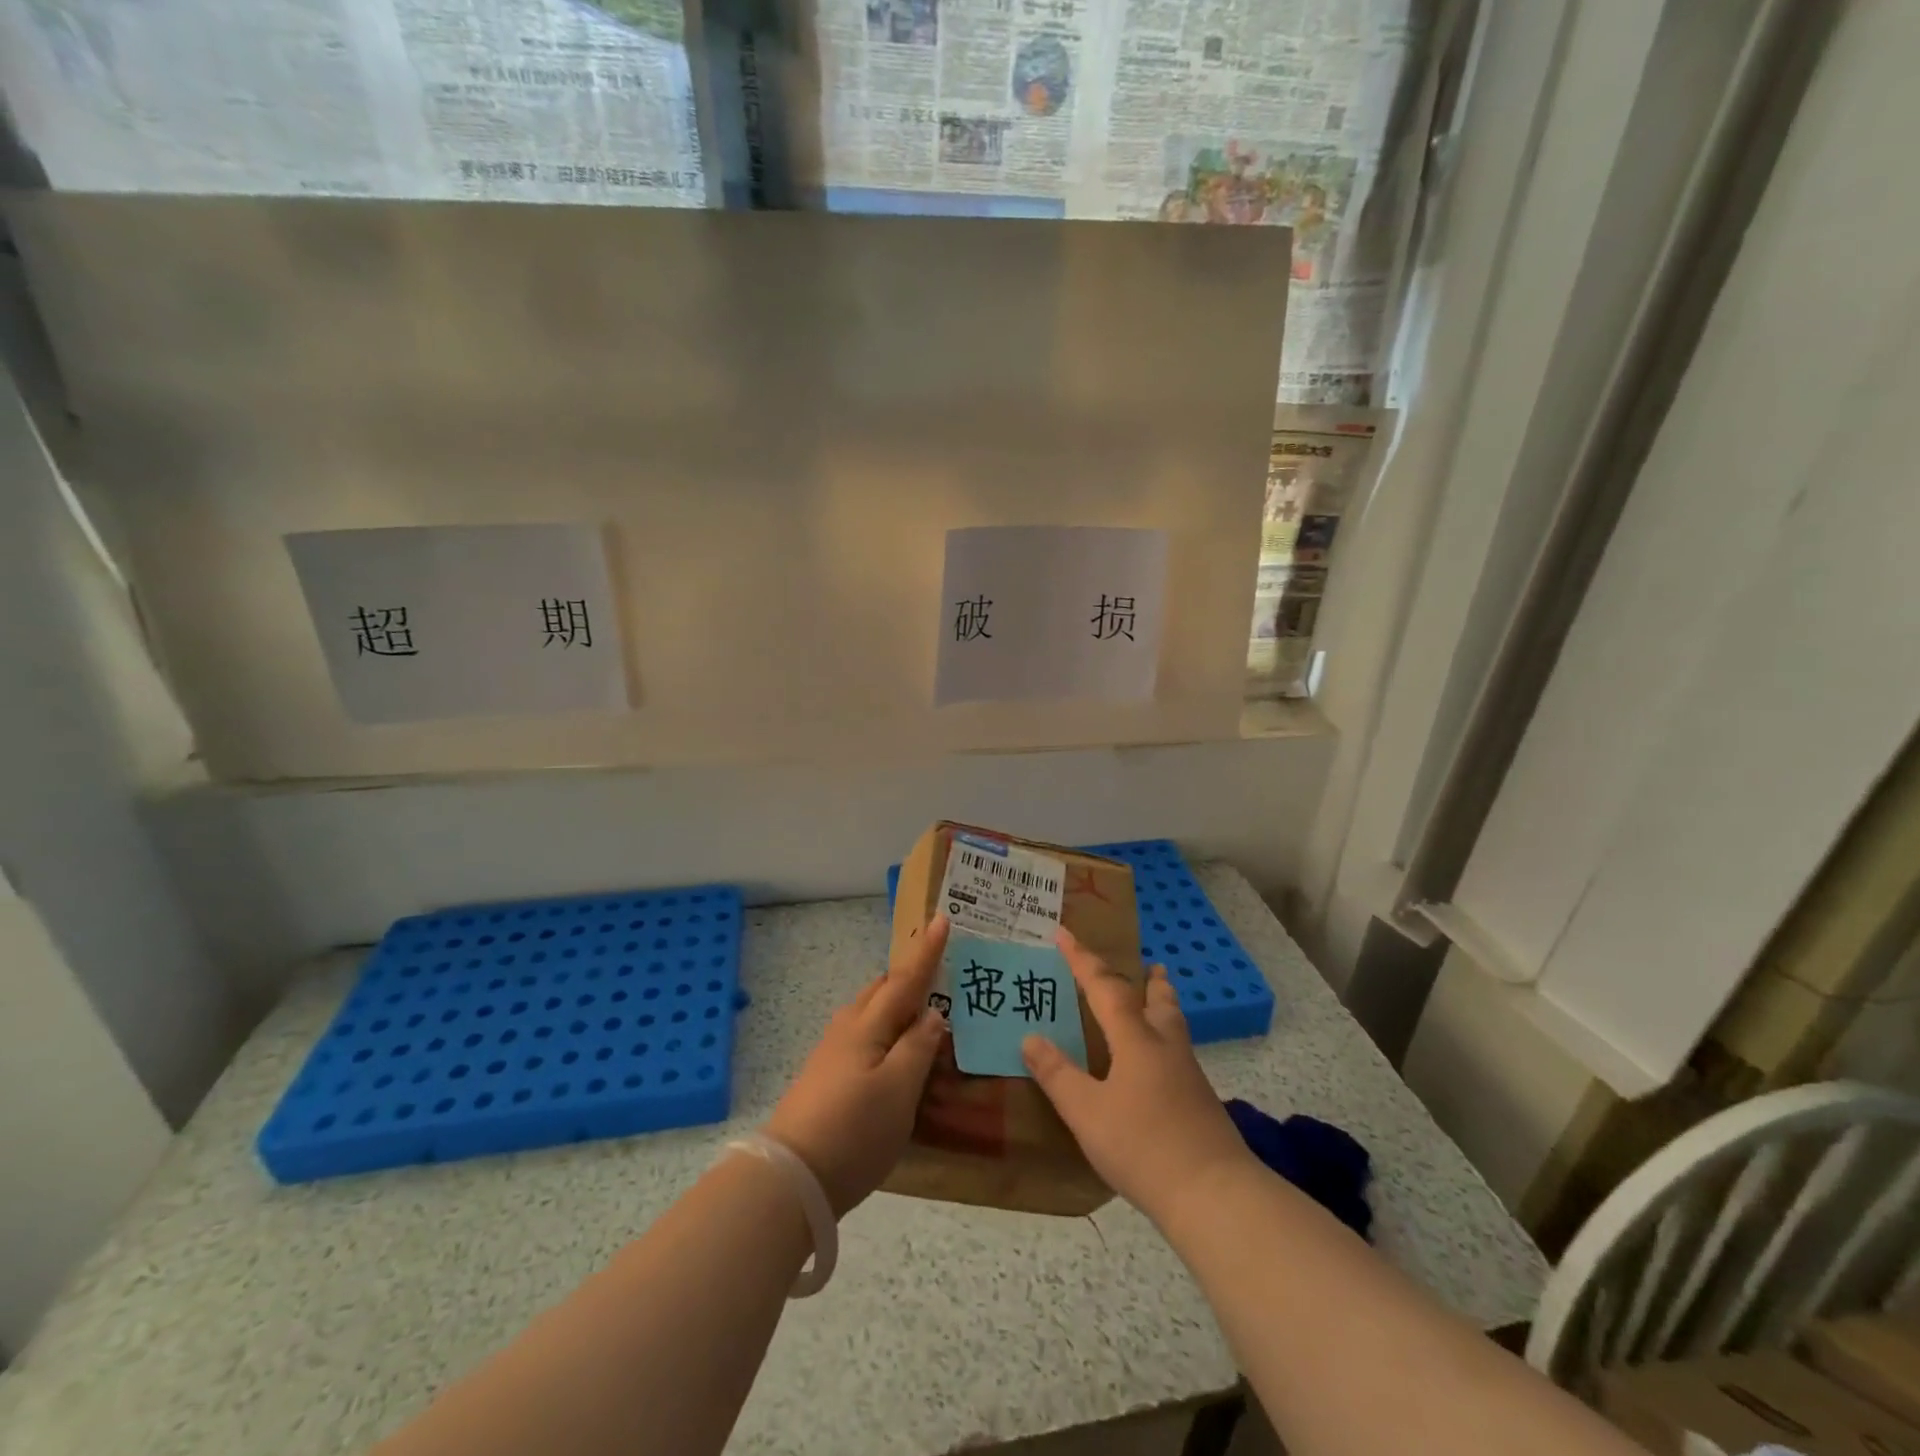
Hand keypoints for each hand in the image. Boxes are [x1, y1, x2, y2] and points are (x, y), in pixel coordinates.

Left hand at [764, 915, 950, 1216]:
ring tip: (923, 1010)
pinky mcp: (827, 1077)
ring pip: (871, 1012)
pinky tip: (896, 1052)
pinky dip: (887, 1030)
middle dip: (910, 974)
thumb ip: (918, 1048)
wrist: (789, 1179)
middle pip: (883, 989)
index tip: (942, 919)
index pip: (905, 979)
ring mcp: (833, 1053)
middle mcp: (848, 1029)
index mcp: (868, 1025)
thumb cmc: (853, 1131)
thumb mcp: (899, 1091)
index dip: (927, 952)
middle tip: (940, 967)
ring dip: (898, 1002)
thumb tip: (932, 1015)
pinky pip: (864, 1035)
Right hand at [1023, 927, 1254, 1230]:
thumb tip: (1030, 1037)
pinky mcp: (1201, 1104)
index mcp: (1135, 1040)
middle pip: (1159, 1001)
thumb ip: (1057, 1074)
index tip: (1064, 933)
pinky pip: (1179, 1055)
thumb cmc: (1143, 1146)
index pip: (1104, 987)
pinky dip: (1166, 1042)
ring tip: (1157, 1002)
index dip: (1082, 960)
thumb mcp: (1087, 1112)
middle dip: (1148, 981)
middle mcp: (1165, 1047)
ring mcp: (1189, 1076)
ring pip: (1174, 1027)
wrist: (1214, 1194)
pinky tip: (1159, 1067)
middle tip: (1148, 965)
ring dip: (1163, 1007)